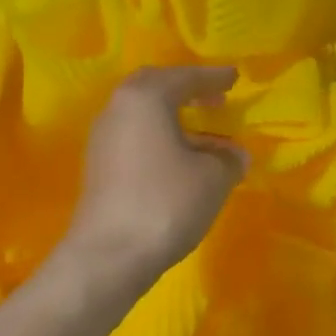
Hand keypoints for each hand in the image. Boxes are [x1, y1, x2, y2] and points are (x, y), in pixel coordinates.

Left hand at [66, 65, 248, 282]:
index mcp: (145, 98)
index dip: (214, 78)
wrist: (109, 257)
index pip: (185, 77)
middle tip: (215, 97)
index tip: (235, 77)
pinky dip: (161, 136)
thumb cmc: (166, 203)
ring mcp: (104, 139)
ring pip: (143, 113)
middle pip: (156, 87)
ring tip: (204, 132)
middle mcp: (118, 109)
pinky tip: (182, 158)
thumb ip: (229, 157)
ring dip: (173, 116)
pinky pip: (136, 136)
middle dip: (187, 89)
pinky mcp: (100, 167)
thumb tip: (234, 153)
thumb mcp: (214, 177)